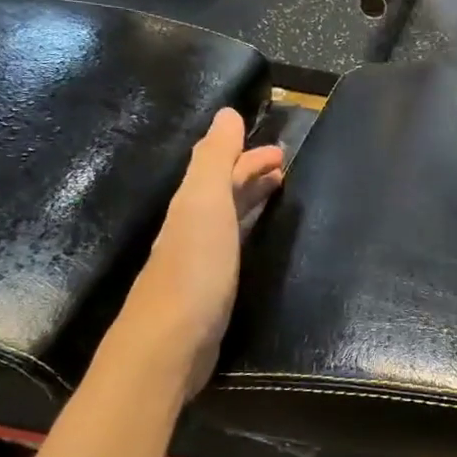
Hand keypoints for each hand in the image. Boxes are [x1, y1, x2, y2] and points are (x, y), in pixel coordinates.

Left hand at [116, 109, 283, 395]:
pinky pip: (234, 249)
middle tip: (285, 169)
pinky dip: (249, 234)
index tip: (280, 151)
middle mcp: (192, 228)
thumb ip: (214, 158)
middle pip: (222, 192)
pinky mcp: (211, 292)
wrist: (170, 343)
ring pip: (228, 219)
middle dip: (250, 175)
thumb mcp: (204, 204)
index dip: (246, 154)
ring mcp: (200, 262)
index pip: (219, 168)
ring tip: (279, 196)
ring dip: (250, 202)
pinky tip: (260, 243)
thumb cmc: (194, 268)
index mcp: (192, 205)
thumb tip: (226, 113)